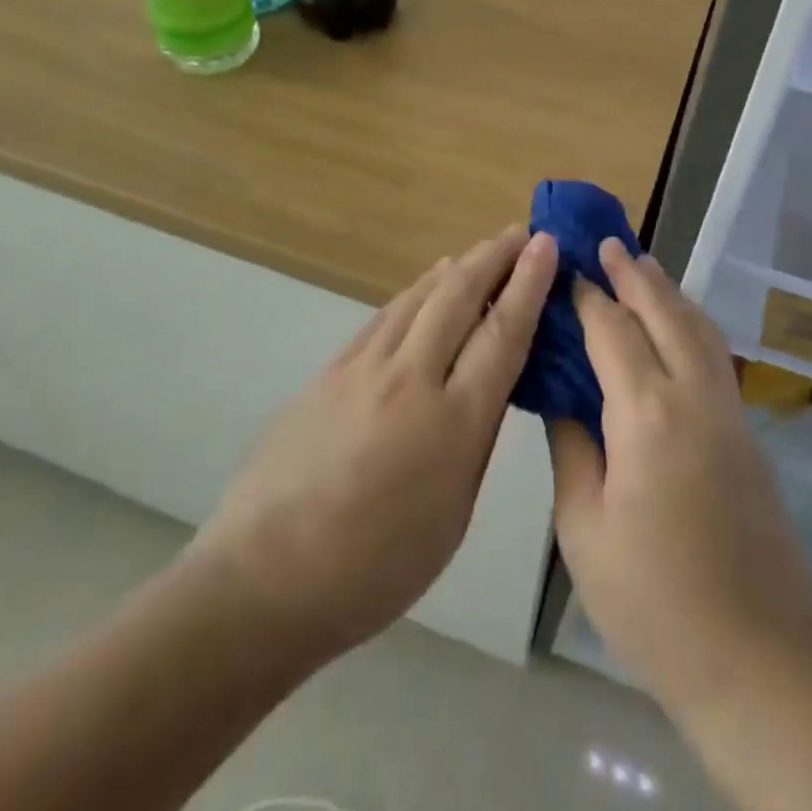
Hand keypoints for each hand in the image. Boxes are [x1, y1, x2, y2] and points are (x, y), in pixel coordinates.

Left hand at [184, 227, 557, 672]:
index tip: (546, 243)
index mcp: (453, 422)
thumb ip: (475, 440)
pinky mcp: (330, 370)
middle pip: (460, 297)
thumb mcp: (453, 514)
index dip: (529, 283)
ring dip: (457, 267)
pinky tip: (426, 286)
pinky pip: (386, 316)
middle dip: (495, 257)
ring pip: (419, 297)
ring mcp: (363, 368)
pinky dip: (416, 292)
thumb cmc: (375, 566)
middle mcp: (411, 379)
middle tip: (521, 232)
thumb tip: (488, 385)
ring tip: (482, 251)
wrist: (265, 578)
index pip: (502, 333)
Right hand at [548, 240, 811, 718]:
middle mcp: (693, 396)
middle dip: (633, 274)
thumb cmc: (654, 602)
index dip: (585, 297)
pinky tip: (677, 325)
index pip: (610, 331)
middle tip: (606, 243)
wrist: (759, 660)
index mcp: (647, 414)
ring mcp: (728, 411)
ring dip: (668, 291)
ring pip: (698, 327)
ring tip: (642, 265)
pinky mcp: (747, 432)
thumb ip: (571, 447)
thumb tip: (560, 394)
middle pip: (663, 312)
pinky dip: (690, 322)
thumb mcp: (585, 528)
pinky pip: (714, 353)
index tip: (564, 269)